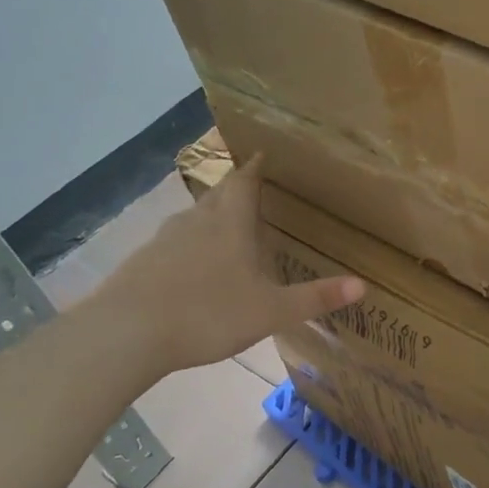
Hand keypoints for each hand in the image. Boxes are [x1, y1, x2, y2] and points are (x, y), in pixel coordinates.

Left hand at [84, 155, 362, 378]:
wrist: (125, 334)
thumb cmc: (207, 313)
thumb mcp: (271, 311)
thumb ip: (315, 298)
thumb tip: (363, 285)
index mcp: (230, 224)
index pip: (244, 183)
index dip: (255, 167)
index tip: (263, 153)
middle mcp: (196, 223)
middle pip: (217, 196)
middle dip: (235, 189)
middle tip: (252, 190)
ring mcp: (163, 242)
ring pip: (192, 219)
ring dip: (209, 217)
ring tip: (225, 227)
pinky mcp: (140, 264)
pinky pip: (171, 245)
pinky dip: (186, 246)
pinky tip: (190, 268)